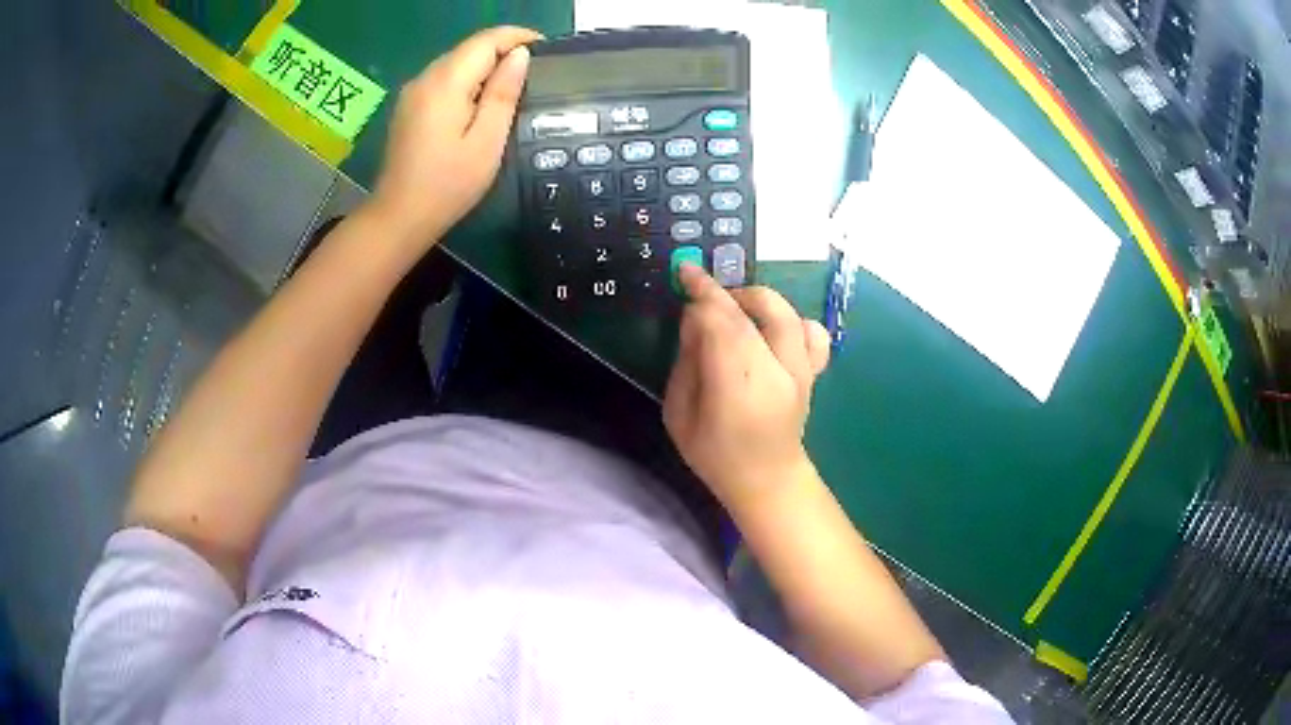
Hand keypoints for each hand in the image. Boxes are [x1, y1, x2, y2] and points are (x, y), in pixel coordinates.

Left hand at [369, 26, 541, 246]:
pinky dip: (468, 79)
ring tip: (513, 85)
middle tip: (534, 69)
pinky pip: (444, 78)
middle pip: (469, 48)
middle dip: (503, 49)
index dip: (517, 37)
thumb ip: (503, 93)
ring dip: (486, 64)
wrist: (399, 216)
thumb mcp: (487, 140)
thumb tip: (519, 56)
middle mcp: (425, 78)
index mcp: (445, 83)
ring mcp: (413, 91)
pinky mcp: (409, 106)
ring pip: (456, 61)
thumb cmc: (448, 184)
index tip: (544, 48)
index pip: (485, 41)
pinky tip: (481, 101)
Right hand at [663, 265, 830, 510]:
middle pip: (754, 312)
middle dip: (725, 293)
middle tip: (703, 299)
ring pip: (786, 314)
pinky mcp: (813, 372)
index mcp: (737, 388)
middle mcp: (776, 372)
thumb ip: (686, 363)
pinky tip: (774, 330)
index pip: (721, 323)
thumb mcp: (679, 415)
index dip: (702, 293)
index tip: (685, 273)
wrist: (768, 480)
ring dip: (757, 301)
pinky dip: (794, 321)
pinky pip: (813, 333)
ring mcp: (801, 371)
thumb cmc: (715, 454)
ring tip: (737, 312)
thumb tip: (695, 321)